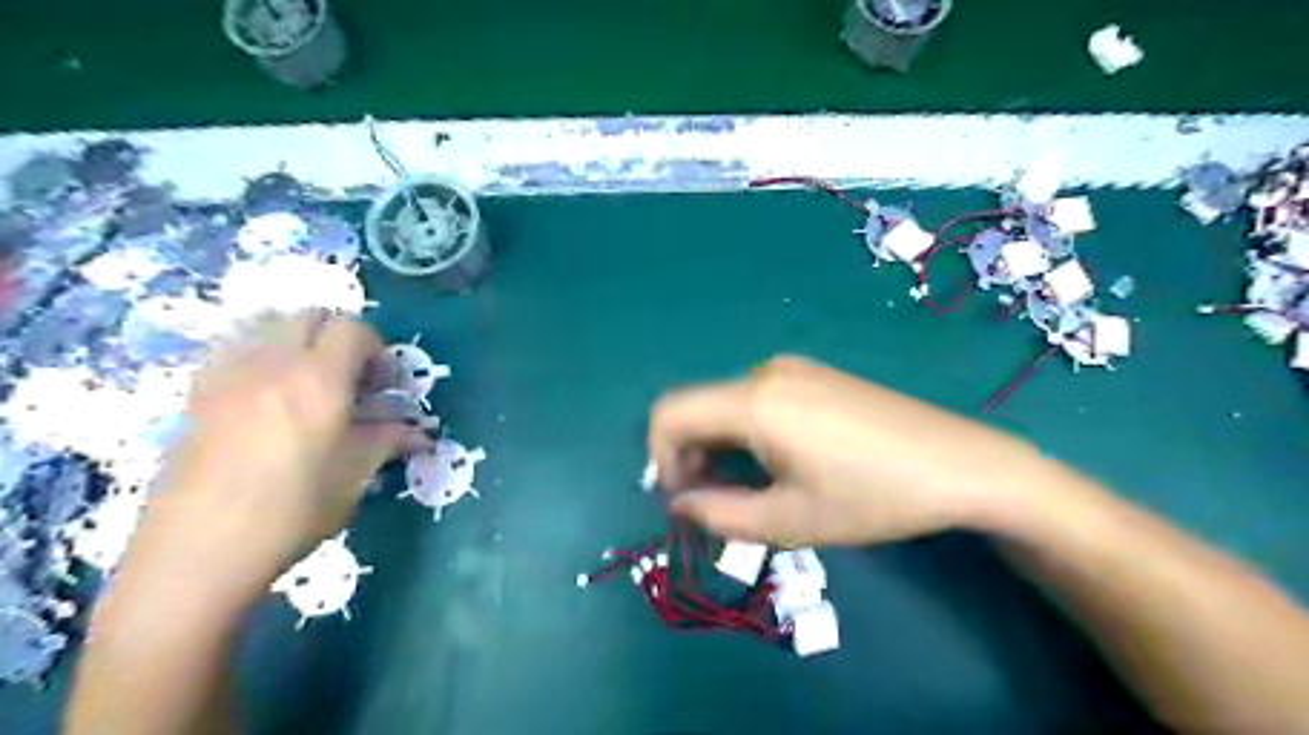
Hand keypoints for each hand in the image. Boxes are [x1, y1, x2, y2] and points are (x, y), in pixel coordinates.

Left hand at [138, 314, 423, 594]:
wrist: (199, 551)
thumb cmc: (292, 512)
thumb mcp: (354, 475)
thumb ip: (388, 441)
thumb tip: (421, 434)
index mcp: (319, 379)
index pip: (354, 330)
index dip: (378, 351)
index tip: (384, 387)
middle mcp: (272, 363)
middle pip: (310, 315)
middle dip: (340, 336)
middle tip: (351, 378)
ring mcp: (228, 374)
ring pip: (267, 323)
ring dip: (298, 339)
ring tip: (309, 381)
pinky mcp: (197, 393)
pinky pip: (234, 348)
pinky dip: (260, 353)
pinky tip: (267, 395)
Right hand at [648, 356, 1049, 544]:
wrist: (960, 464)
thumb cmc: (872, 497)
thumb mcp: (789, 520)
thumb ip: (719, 515)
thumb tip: (679, 506)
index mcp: (753, 402)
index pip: (669, 415)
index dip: (660, 460)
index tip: (685, 501)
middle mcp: (766, 373)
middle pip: (697, 408)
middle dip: (690, 456)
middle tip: (716, 503)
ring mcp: (794, 369)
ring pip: (726, 403)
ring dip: (719, 444)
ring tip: (752, 486)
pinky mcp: (817, 375)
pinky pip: (758, 397)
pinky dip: (746, 429)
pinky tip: (782, 458)